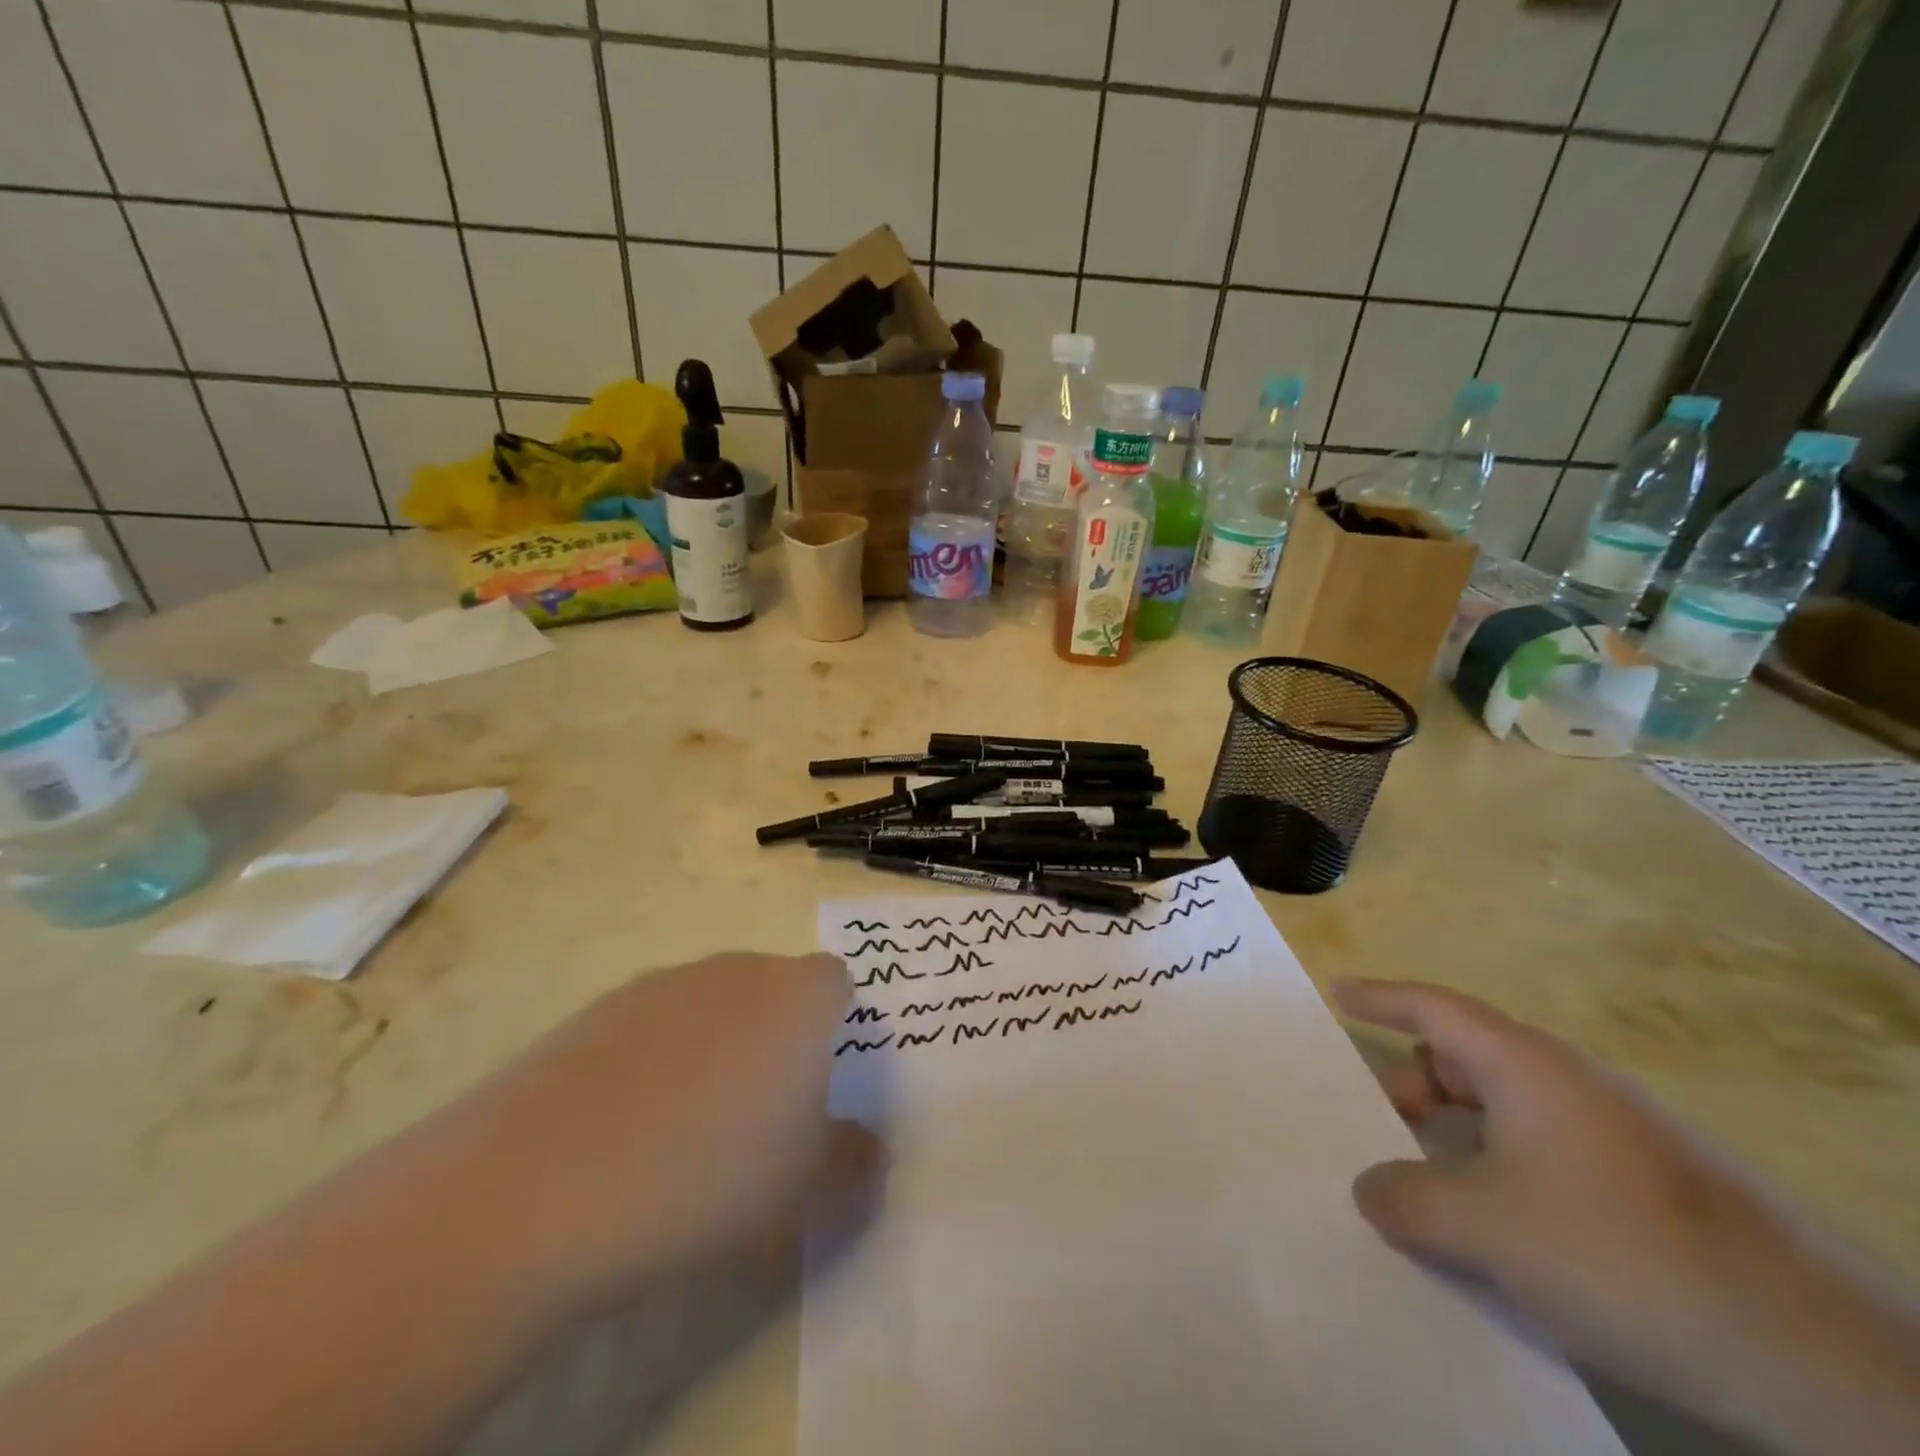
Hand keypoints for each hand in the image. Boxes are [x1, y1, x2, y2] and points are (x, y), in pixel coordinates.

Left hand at [414, 952, 880, 1320]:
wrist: (538, 1187)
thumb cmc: (708, 1176)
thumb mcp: (803, 1189)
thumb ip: (853, 1161)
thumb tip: (873, 1153)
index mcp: (796, 997)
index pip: (836, 981)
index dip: (833, 1027)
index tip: (816, 1085)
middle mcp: (735, 970)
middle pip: (772, 989)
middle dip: (774, 1038)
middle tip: (757, 1115)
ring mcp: (662, 983)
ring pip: (710, 1005)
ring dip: (713, 1048)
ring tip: (684, 1130)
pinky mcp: (596, 1009)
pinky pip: (649, 1025)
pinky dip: (651, 1061)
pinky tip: (622, 1128)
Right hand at [1335, 979, 1919, 1453]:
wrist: (1811, 1351)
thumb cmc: (1615, 1249)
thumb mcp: (1482, 1226)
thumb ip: (1404, 1199)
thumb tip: (1371, 1188)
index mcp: (1524, 1064)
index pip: (1434, 1007)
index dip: (1380, 997)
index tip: (1338, 994)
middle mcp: (1567, 1081)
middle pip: (1465, 1058)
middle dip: (1413, 1083)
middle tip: (1376, 1123)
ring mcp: (1613, 1130)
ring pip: (1506, 1109)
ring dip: (1457, 1133)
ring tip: (1429, 1185)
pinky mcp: (1647, 1181)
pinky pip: (1543, 1148)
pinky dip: (1500, 1166)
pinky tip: (1499, 1226)